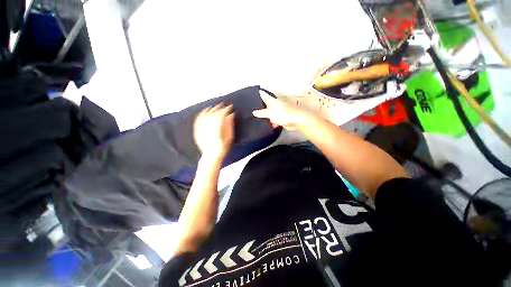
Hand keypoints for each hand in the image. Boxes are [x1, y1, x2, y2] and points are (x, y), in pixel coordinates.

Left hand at [194, 103, 234, 157]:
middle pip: (213, 112)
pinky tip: (204, 111)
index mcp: (218, 125)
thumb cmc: (223, 147)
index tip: (230, 107)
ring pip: (206, 114)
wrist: (211, 156)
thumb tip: (231, 115)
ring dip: (211, 109)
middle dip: (219, 107)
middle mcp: (208, 124)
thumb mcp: (229, 136)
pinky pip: (198, 119)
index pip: (222, 113)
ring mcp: (202, 127)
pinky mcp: (197, 130)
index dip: (227, 109)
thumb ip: (230, 125)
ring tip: (214, 107)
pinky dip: (201, 114)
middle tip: (223, 105)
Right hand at [252, 90, 310, 130]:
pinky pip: (275, 120)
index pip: (263, 94)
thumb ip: (261, 113)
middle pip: (266, 104)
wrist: (296, 120)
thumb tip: (253, 112)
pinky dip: (273, 123)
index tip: (253, 92)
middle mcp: (275, 104)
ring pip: (270, 113)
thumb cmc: (283, 113)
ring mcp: (279, 111)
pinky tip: (270, 126)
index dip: (258, 93)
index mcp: (271, 101)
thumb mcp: (269, 113)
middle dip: (260, 107)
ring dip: (267, 117)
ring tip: (259, 120)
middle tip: (252, 110)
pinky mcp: (282, 118)